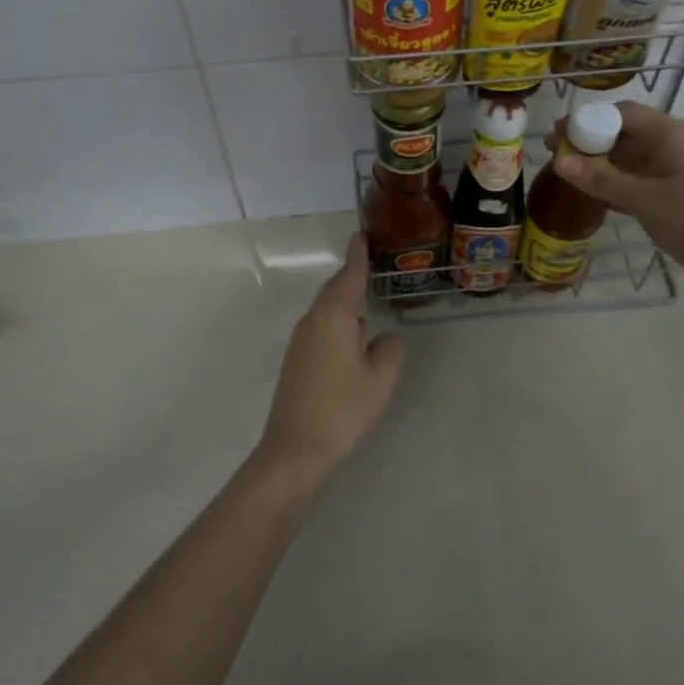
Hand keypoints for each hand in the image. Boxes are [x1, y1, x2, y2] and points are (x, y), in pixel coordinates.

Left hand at [258, 234, 407, 483]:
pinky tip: (351, 334)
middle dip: (350, 275)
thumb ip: (389, 350)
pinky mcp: (296, 360)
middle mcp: (313, 320)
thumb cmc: (342, 409)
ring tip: (364, 294)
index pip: (349, 276)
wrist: (295, 449)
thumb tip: (385, 337)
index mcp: (334, 316)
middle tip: (369, 261)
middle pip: (334, 289)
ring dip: (343, 298)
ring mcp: (300, 340)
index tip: (360, 235)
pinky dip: (337, 319)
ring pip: (326, 308)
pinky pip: (320, 325)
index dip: (357, 256)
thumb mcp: (379, 379)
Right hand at [548, 101, 683, 311]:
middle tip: (557, 156)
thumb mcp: (644, 200)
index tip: (558, 136)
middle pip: (627, 133)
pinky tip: (599, 197)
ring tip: (571, 176)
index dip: (587, 120)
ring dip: (604, 164)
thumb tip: (560, 160)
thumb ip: (601, 178)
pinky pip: (645, 178)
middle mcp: (679, 144)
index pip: (622, 113)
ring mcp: (683, 169)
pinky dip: (621, 183)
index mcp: (673, 134)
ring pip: (635, 158)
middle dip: (592, 142)